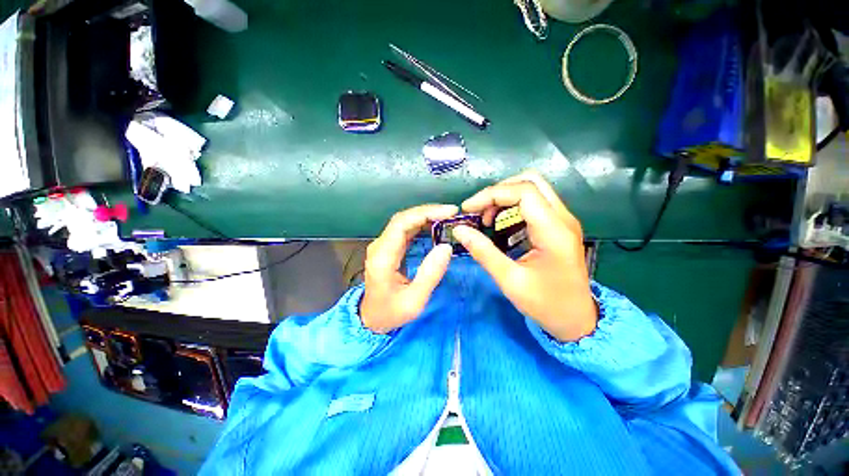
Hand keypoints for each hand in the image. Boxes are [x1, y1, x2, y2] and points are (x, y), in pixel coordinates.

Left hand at [360, 204, 457, 333]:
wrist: (371, 319)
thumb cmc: (391, 313)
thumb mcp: (414, 301)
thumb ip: (430, 274)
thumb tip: (446, 247)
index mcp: (383, 257)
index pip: (401, 224)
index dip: (425, 213)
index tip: (448, 212)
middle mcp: (380, 246)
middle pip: (403, 218)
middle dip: (428, 212)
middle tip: (452, 213)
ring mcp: (383, 246)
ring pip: (404, 222)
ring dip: (425, 216)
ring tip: (447, 217)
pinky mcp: (388, 248)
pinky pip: (405, 230)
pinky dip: (421, 224)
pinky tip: (435, 226)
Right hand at [452, 171, 596, 341]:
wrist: (577, 320)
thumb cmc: (546, 304)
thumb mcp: (510, 280)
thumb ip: (483, 251)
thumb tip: (459, 230)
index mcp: (554, 231)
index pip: (523, 191)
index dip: (491, 194)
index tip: (468, 209)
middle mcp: (563, 218)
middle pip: (531, 182)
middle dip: (498, 191)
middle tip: (478, 210)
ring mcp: (563, 220)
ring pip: (533, 189)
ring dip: (505, 197)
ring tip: (486, 218)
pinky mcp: (558, 226)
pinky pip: (534, 203)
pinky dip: (512, 206)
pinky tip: (499, 223)